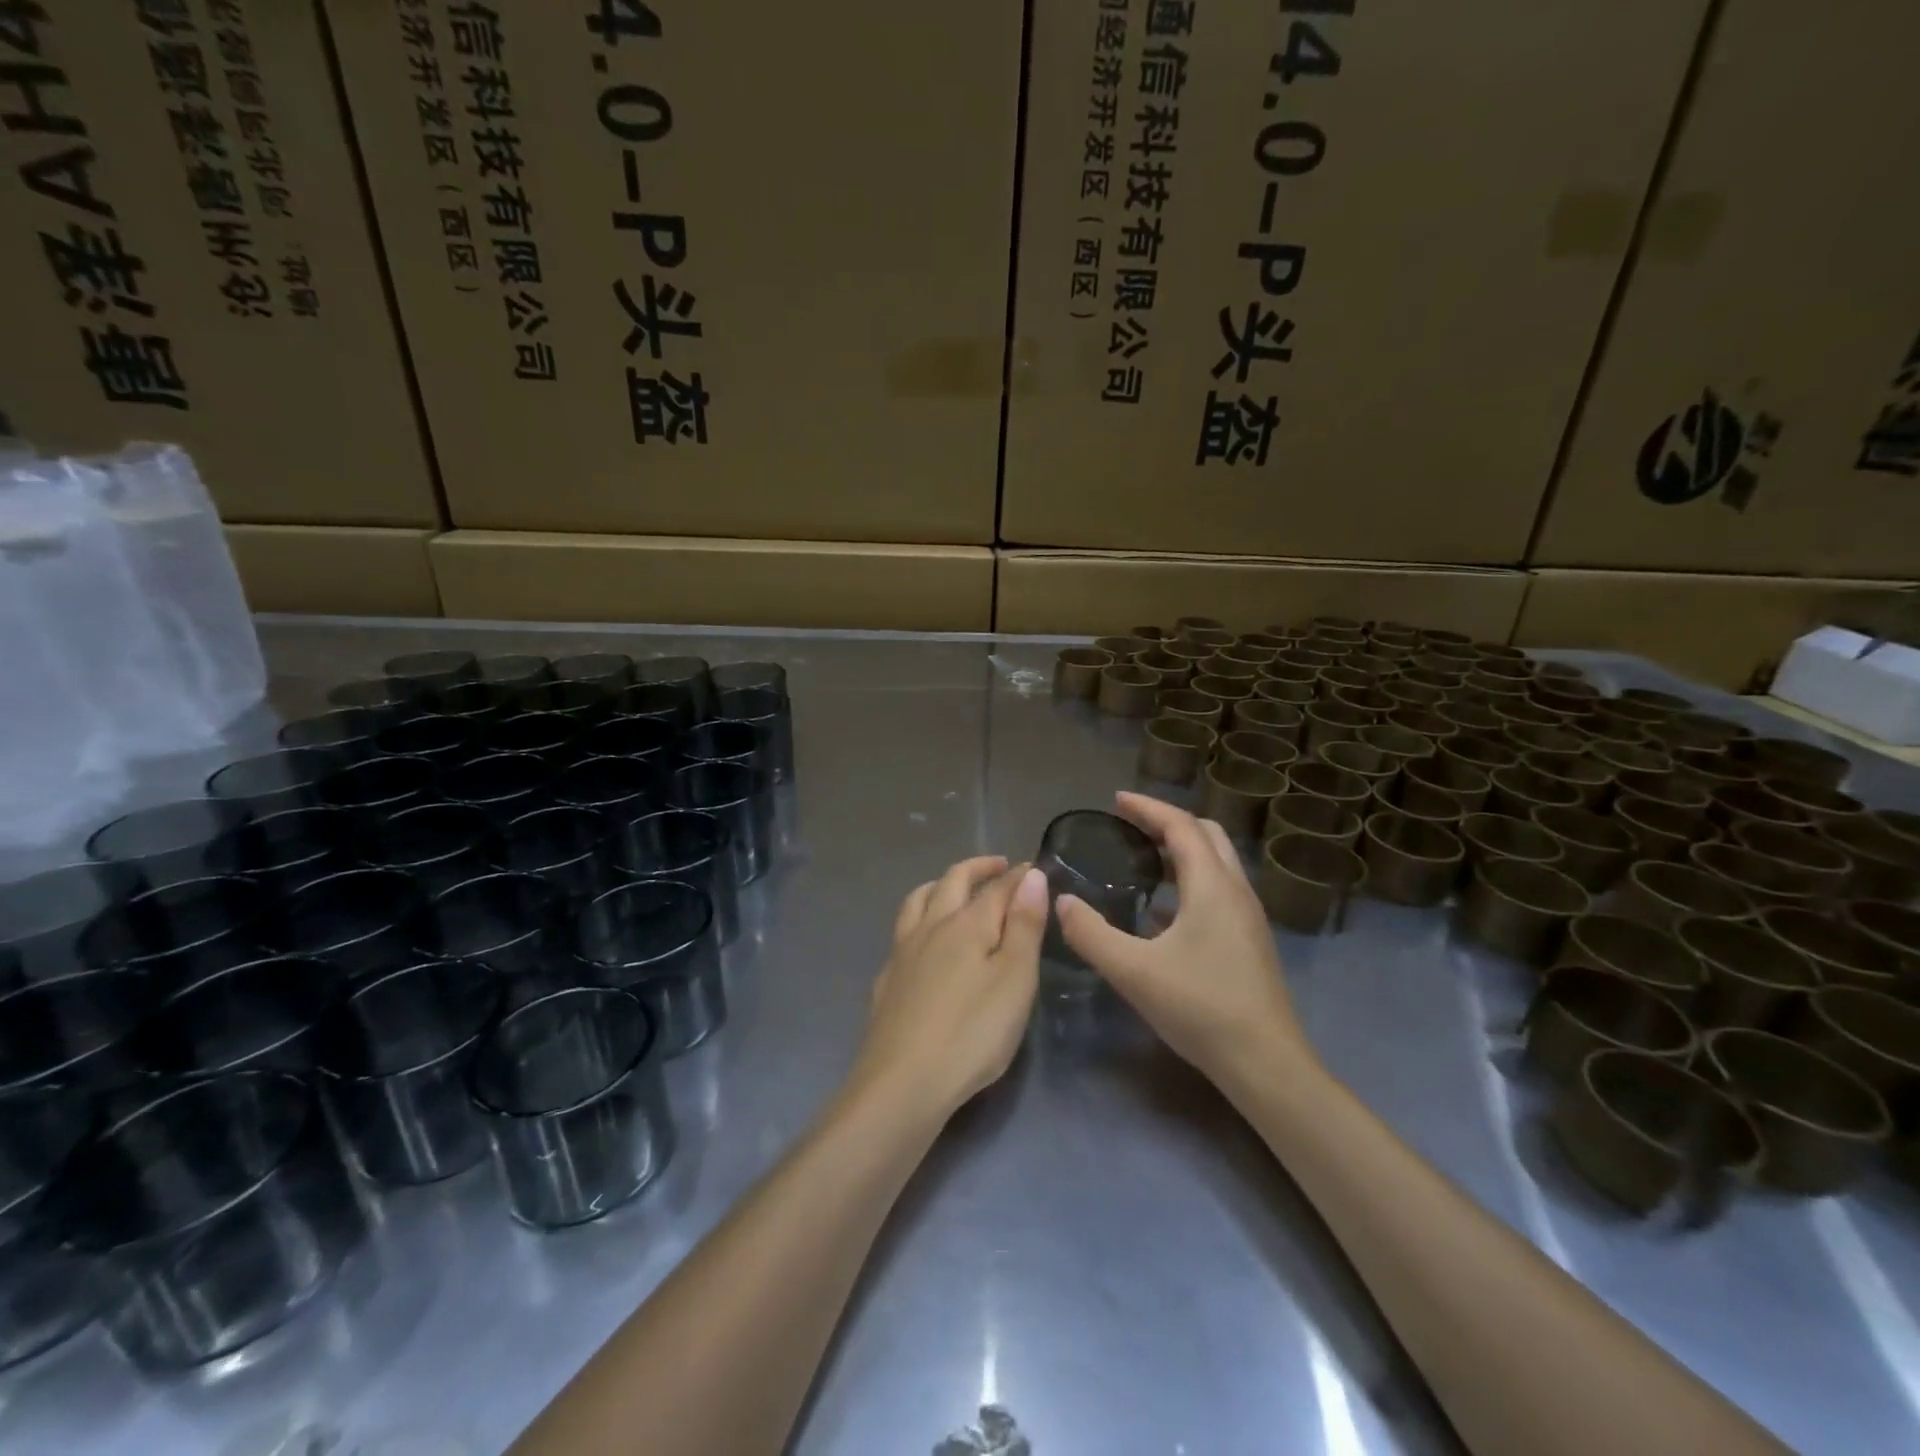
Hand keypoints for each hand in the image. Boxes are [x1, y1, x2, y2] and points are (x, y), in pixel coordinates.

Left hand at [852, 856, 1048, 1119]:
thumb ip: (1024, 925)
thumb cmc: (972, 1032)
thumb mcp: (1015, 979)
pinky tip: (923, 941)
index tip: (1034, 868)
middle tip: (998, 866)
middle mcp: (931, 926)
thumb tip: (1029, 874)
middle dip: (977, 868)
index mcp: (967, 924)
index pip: (997, 887)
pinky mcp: (887, 979)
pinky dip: (919, 920)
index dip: (1017, 875)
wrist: (902, 1082)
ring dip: (940, 885)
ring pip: (918, 900)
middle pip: (952, 881)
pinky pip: (903, 931)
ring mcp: (903, 952)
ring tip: (954, 887)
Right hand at [1056, 792, 1316, 1089]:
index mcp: (1212, 886)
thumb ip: (1091, 933)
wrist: (1265, 1064)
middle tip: (1130, 826)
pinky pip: (1218, 888)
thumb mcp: (1133, 972)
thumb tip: (1061, 901)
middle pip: (1206, 834)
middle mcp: (1236, 891)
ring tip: (1142, 859)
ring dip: (1182, 849)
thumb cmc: (1201, 1008)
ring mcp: (1247, 916)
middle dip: (1167, 822)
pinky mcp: (1249, 939)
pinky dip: (1190, 879)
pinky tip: (1161, 911)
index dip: (1147, 808)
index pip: (1180, 826)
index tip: (1116, 800)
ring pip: (1217, 862)